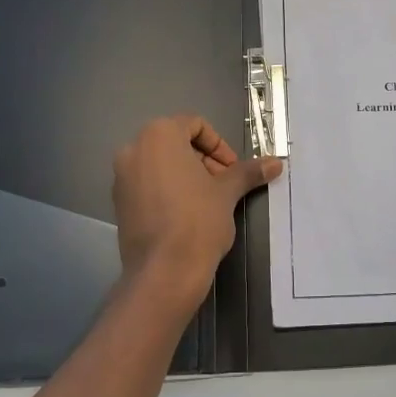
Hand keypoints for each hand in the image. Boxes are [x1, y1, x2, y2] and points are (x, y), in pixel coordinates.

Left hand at [113, 116, 281, 299]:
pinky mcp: (118, 203)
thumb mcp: (227, 192)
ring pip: (160, 164)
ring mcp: (121, 177)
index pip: (195, 125)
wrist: (164, 271)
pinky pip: (147, 185)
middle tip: (224, 185)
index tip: (233, 170)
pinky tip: (186, 215)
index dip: (220, 145)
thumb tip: (276, 162)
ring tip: (208, 201)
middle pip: (176, 143)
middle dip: (204, 160)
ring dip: (187, 175)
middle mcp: (134, 149)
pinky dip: (168, 190)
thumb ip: (248, 172)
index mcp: (159, 136)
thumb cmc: (198, 221)